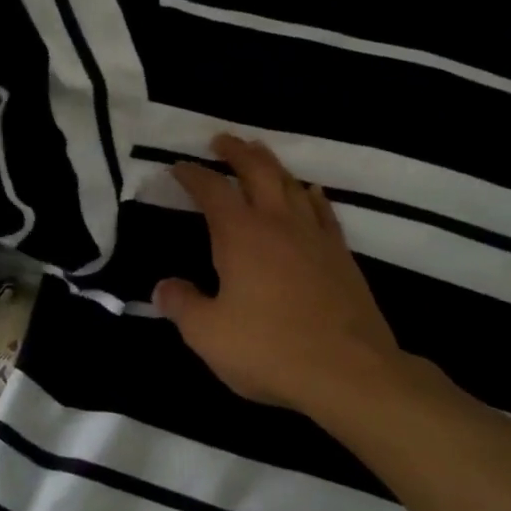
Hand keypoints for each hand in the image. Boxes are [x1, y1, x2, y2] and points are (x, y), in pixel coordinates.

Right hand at [154, 134, 399, 413]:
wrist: (348, 370)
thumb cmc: (269, 349)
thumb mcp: (208, 335)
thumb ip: (182, 305)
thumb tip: (163, 287)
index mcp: (240, 235)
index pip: (211, 190)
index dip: (192, 174)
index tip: (178, 166)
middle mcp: (278, 222)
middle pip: (257, 170)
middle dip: (237, 151)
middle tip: (222, 140)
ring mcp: (314, 235)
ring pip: (291, 184)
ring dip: (272, 164)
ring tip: (260, 155)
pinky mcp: (341, 254)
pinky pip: (323, 210)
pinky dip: (311, 195)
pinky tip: (310, 193)